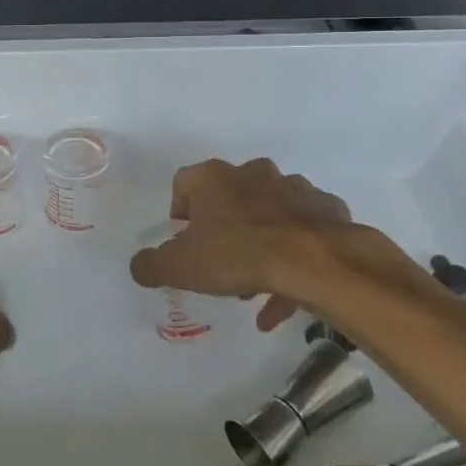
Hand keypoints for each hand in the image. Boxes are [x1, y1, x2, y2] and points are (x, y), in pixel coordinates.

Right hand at [129, 158, 434, 332]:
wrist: (314, 261)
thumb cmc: (237, 255)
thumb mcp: (180, 267)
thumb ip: (151, 265)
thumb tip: (139, 266)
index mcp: (213, 177)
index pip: (183, 183)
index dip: (180, 212)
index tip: (184, 241)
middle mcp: (252, 172)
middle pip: (229, 196)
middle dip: (224, 228)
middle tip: (222, 263)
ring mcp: (293, 187)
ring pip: (269, 212)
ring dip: (261, 241)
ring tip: (258, 285)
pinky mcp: (326, 209)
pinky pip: (303, 231)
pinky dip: (294, 256)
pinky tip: (288, 293)